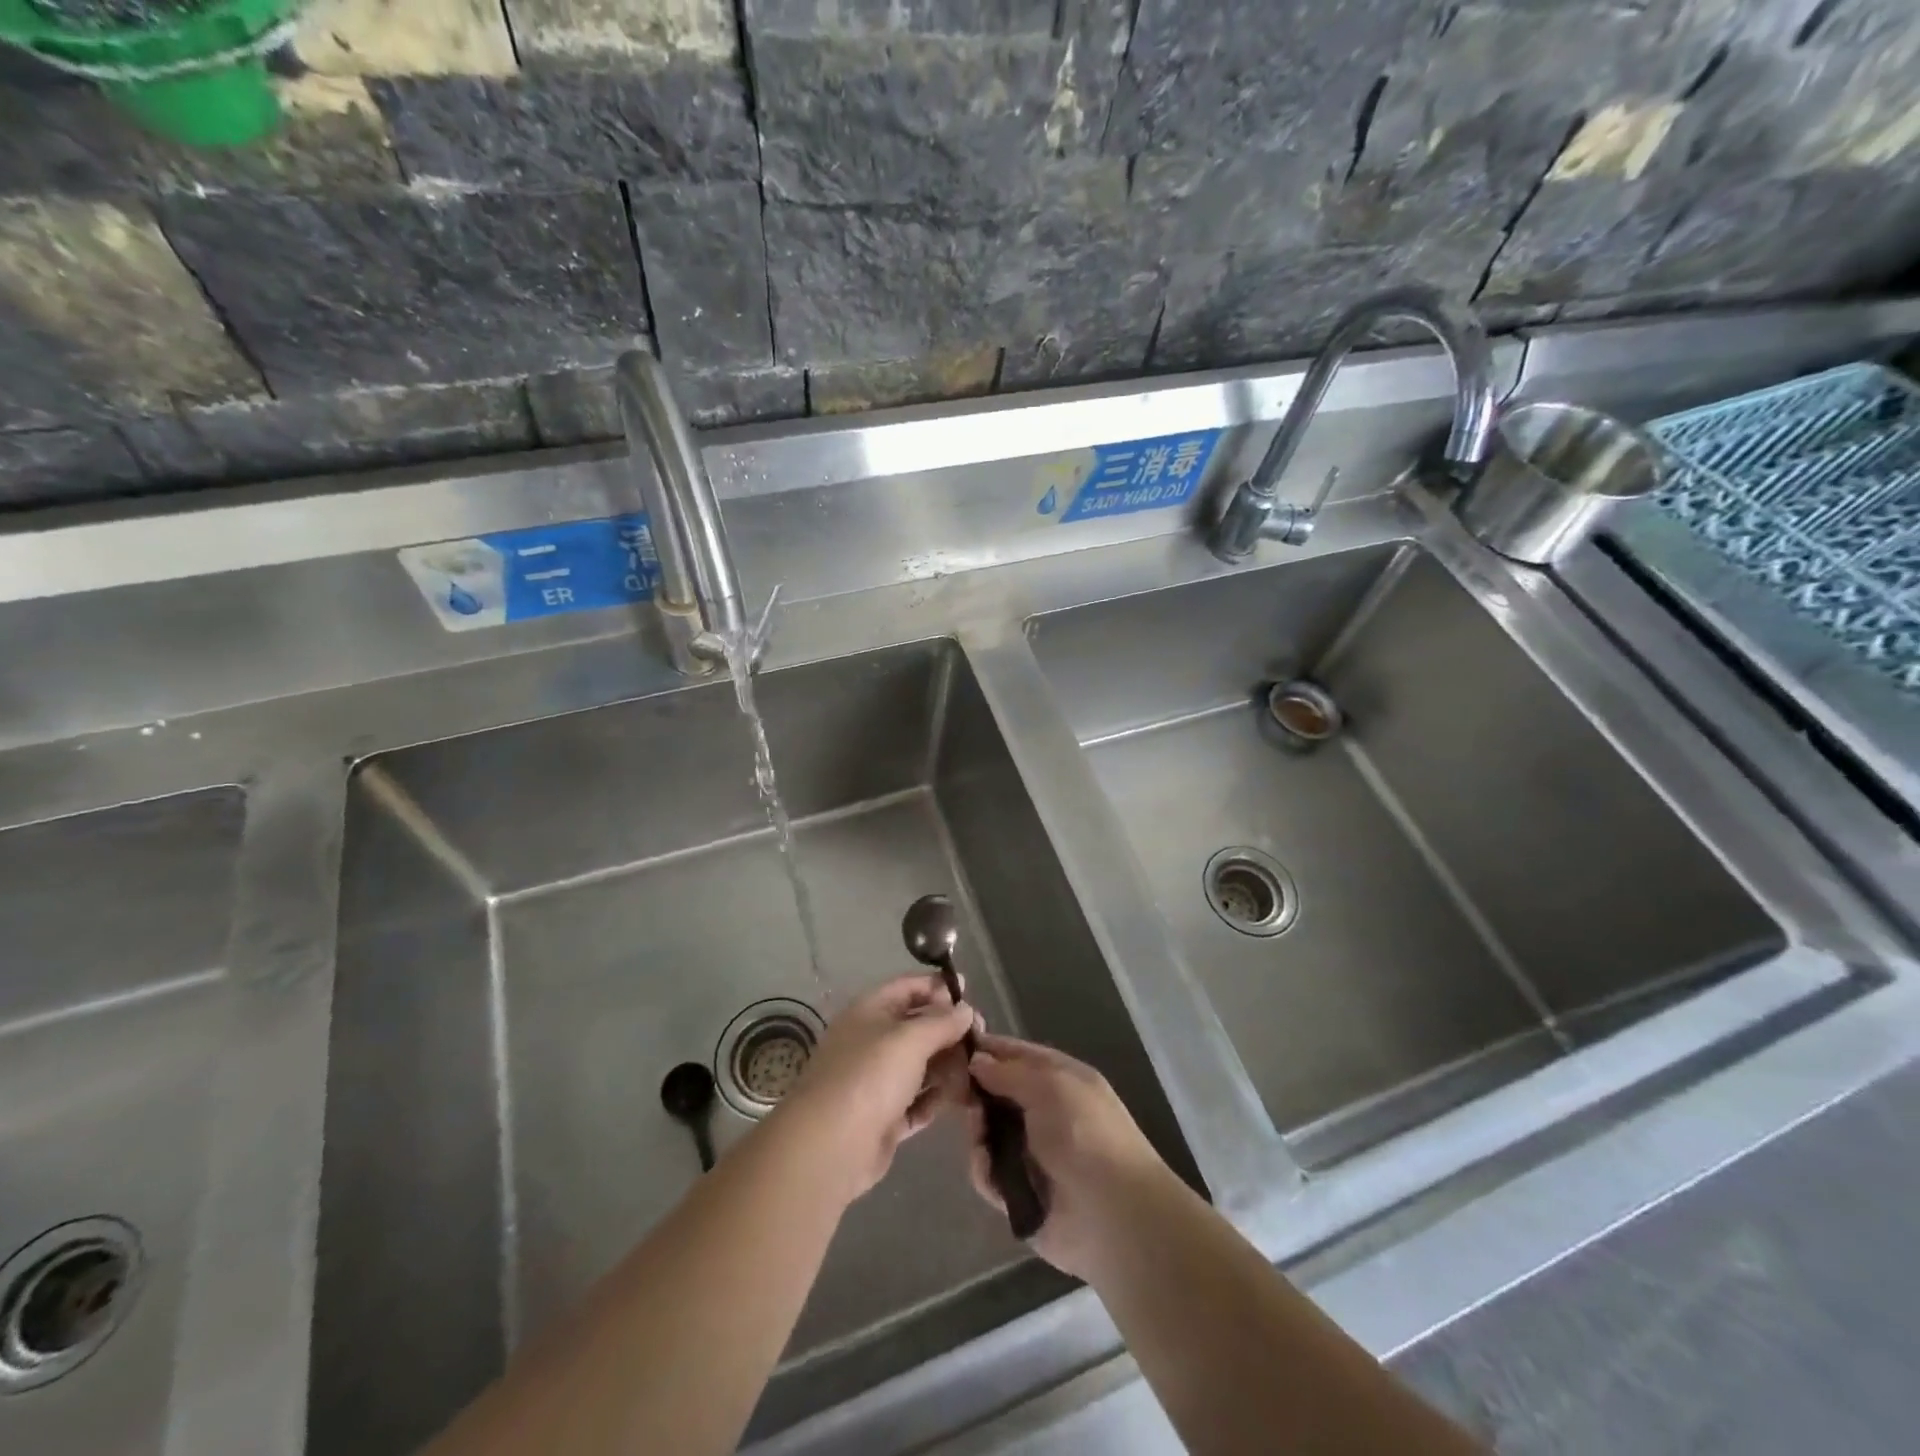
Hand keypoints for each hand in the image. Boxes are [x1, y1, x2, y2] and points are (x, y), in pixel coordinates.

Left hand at [778, 973, 974, 1202]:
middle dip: (949, 1030)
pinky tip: (963, 1099)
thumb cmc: (870, 1076)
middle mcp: (872, 1041)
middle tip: (983, 1039)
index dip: (937, 986)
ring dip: (948, 1066)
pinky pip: (917, 1101)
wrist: (830, 1146)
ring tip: (979, 1071)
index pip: (907, 987)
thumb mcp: (910, 1039)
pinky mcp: (884, 1118)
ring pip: (920, 1065)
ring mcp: (876, 1081)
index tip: (968, 990)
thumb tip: (965, 1009)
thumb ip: (942, 1022)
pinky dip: (937, 1098)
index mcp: (870, 1011)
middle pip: (917, 1027)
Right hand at [964, 1032, 1173, 1279]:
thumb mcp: (1050, 1086)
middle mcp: (1046, 1112)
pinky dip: (985, 1170)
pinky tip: (988, 1169)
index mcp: (1061, 1079)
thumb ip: (1009, 1072)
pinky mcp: (1020, 1192)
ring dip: (979, 1133)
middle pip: (998, 1093)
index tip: (954, 1048)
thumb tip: (977, 1060)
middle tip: (959, 1097)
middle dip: (977, 1094)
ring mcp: (1033, 1153)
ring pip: (989, 1132)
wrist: (1113, 1215)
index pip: (1018, 1055)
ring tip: (979, 1137)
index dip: (989, 1049)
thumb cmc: (1085, 1134)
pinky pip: (990, 1172)